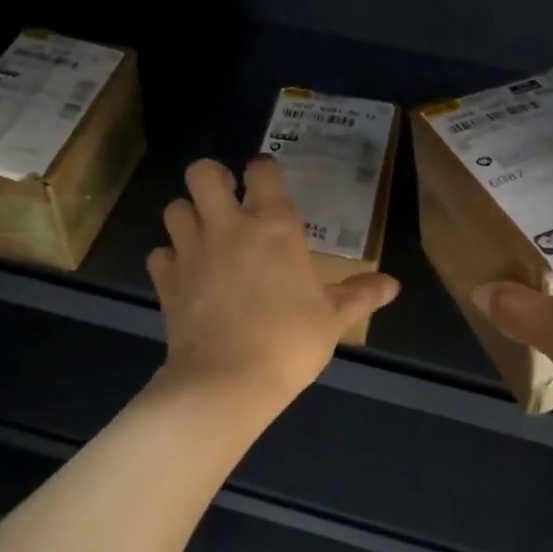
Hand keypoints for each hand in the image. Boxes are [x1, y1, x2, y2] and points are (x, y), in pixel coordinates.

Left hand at [147, 157, 399, 407]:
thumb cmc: (290, 343)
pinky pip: (159, 254)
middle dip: (212, 178)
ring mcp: (191, 251)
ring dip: (188, 216)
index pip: (262, 171)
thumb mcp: (333, 319)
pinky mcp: (167, 281)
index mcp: (274, 227)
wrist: (227, 381)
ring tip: (204, 235)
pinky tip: (185, 275)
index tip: (267, 182)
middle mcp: (228, 227)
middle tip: (226, 199)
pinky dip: (169, 259)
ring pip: (174, 208)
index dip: (263, 170)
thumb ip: (360, 295)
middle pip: (202, 173)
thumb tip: (393, 285)